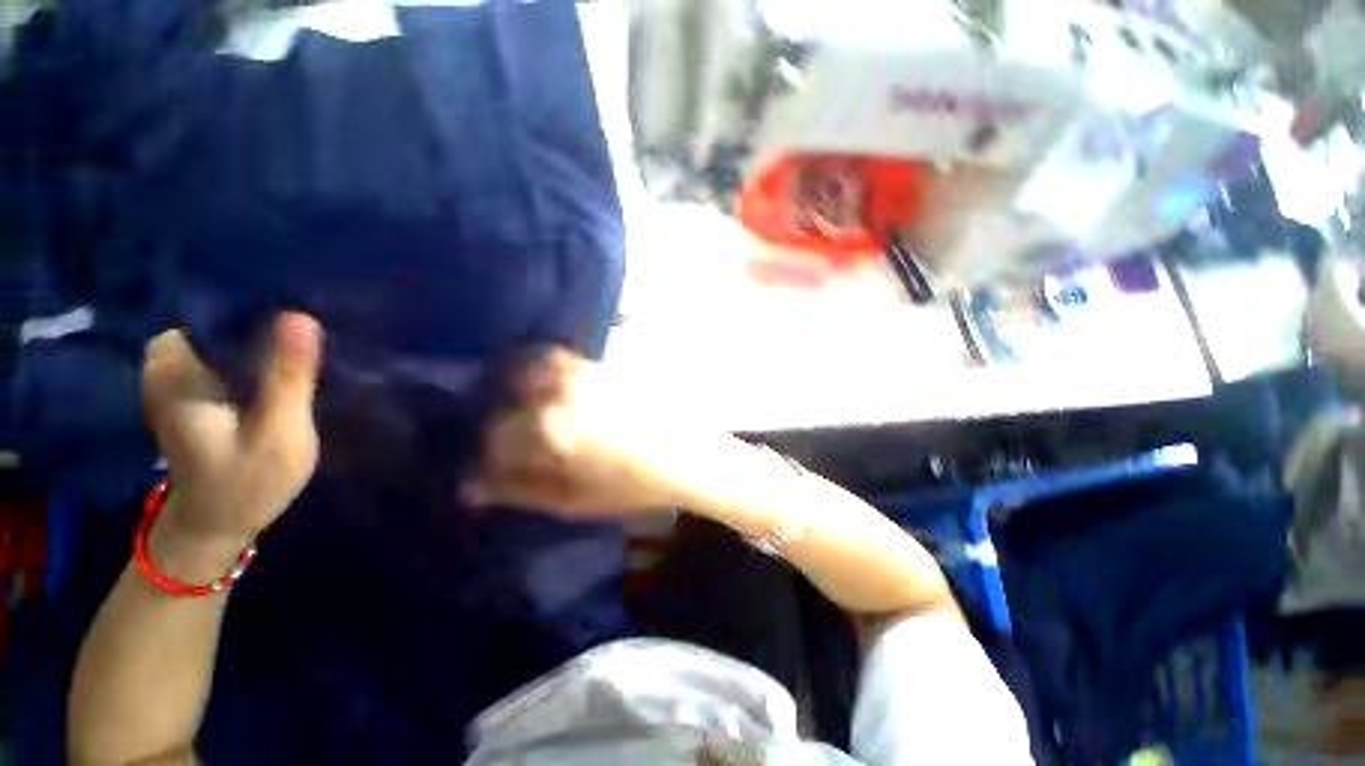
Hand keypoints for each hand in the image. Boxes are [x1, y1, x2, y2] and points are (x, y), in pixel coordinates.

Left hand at [142, 313, 322, 551]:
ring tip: (299, 342)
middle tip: (307, 328)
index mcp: (178, 372)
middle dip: (259, 318)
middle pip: (214, 320)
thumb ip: (288, 375)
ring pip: (218, 336)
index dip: (255, 304)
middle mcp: (168, 367)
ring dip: (257, 335)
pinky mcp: (192, 391)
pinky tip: (279, 362)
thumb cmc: (246, 482)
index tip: (298, 307)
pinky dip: (248, 352)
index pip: (210, 311)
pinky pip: (220, 354)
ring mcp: (176, 380)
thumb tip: (302, 315)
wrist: (217, 524)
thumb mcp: (277, 431)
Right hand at [467, 348, 681, 518]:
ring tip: (528, 400)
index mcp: (548, 427)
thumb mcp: (569, 500)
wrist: (684, 456)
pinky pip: (566, 357)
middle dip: (501, 403)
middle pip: (509, 382)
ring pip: (536, 360)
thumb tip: (469, 488)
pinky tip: (558, 387)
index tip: (493, 462)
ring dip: (522, 375)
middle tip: (507, 425)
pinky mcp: (605, 366)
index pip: (496, 432)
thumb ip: (516, 490)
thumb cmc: (629, 485)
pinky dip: (550, 364)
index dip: (489, 450)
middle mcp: (561, 389)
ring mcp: (585, 372)